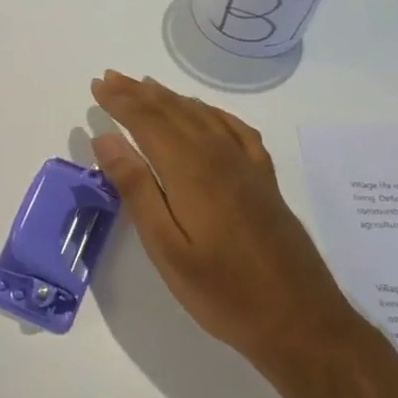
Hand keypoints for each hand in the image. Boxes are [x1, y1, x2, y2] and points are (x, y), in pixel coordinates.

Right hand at [89, 70, 339, 368]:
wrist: (300, 320)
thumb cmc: (222, 291)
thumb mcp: (166, 247)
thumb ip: (136, 188)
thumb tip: (106, 138)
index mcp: (190, 170)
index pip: (147, 121)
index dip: (120, 101)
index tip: (97, 85)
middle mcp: (219, 156)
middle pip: (173, 111)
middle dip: (139, 92)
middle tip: (112, 77)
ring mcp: (247, 166)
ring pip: (203, 116)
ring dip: (171, 98)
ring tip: (147, 86)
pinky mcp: (265, 180)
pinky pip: (236, 131)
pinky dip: (213, 113)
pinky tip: (206, 114)